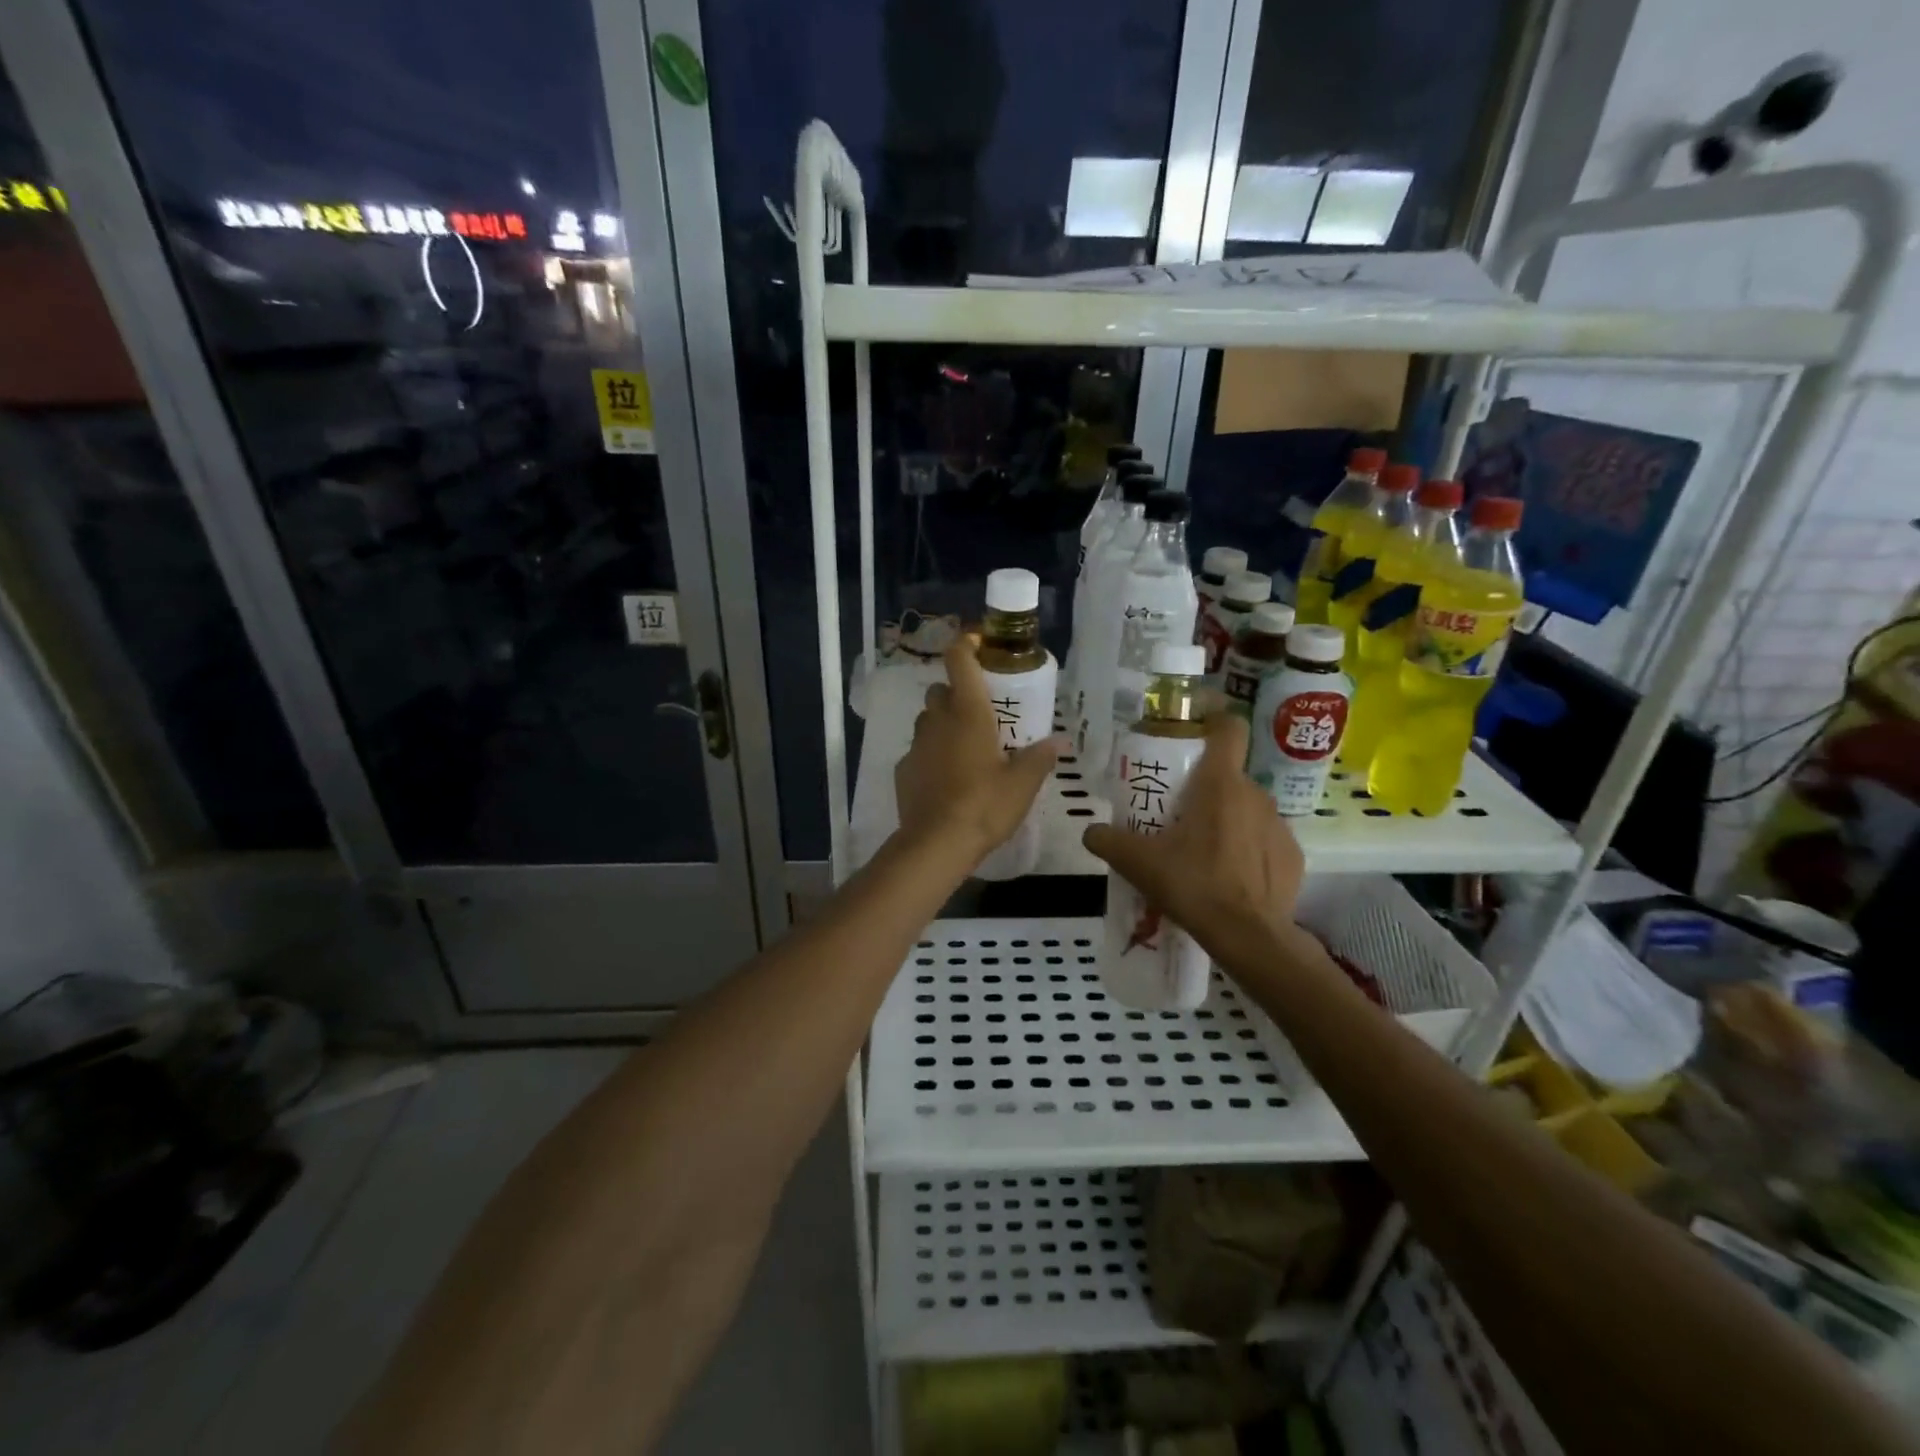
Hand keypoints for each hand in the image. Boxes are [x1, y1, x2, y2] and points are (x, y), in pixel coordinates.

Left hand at [895, 641, 1063, 862]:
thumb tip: (1059, 741)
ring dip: (942, 725)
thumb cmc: (985, 805)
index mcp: (969, 713)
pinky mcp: (903, 770)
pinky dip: (930, 757)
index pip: (959, 660)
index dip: (966, 645)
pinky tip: (946, 779)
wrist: (937, 843)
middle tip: (979, 715)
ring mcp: (916, 745)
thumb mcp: (1023, 784)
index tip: (979, 646)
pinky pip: (918, 752)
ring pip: (927, 721)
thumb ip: (1040, 758)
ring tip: (965, 749)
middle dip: (956, 695)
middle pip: (940, 691)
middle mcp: (938, 720)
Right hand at [1082, 714, 1304, 954]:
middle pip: (1228, 775)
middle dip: (1204, 788)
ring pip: (1247, 808)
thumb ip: (1108, 840)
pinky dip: (1247, 850)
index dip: (1213, 718)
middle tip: (1178, 815)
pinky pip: (1264, 840)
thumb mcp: (1138, 863)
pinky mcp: (1293, 856)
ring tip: (1202, 853)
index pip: (1228, 727)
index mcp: (1219, 784)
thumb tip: (1090, 832)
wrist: (1249, 936)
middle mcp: (1255, 794)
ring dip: (1226, 820)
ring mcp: (1279, 825)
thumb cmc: (1194, 884)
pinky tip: (1229, 878)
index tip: (1194, 726)